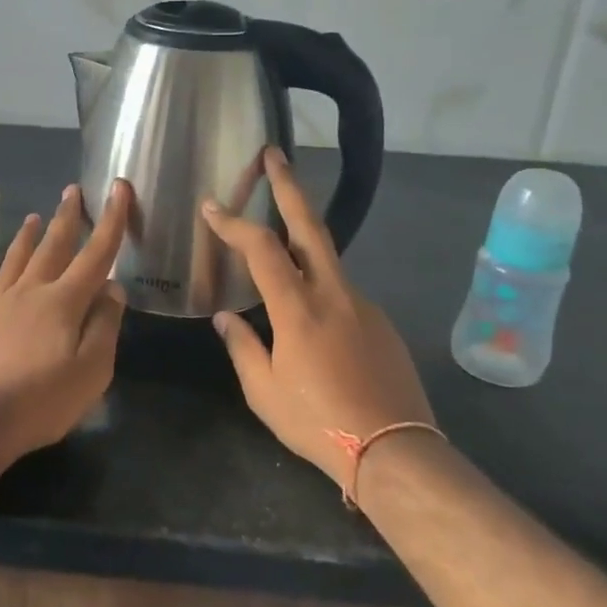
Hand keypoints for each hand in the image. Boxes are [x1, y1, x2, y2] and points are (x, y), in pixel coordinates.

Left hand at [0, 180, 132, 460]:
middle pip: (51, 249)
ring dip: (25, 239)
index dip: (111, 221)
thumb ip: (105, 324)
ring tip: (33, 217)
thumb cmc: (42, 400)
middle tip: (72, 190)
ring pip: (13, 264)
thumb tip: (112, 286)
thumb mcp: (92, 369)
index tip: (118, 187)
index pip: (95, 255)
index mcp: (63, 302)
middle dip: (66, 218)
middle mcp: (28, 294)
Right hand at [201, 148, 433, 484]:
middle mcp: (333, 294)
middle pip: (310, 225)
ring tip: (279, 250)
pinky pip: (342, 294)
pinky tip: (313, 320)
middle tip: (274, 155)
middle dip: (289, 186)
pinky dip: (320, 289)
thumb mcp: (264, 391)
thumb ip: (242, 347)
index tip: (212, 206)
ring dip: (302, 242)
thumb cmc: (318, 422)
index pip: (260, 248)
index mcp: (297, 308)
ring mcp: (363, 305)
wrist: (395, 451)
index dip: (233, 222)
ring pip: (328, 260)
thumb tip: (225, 318)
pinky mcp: (381, 323)